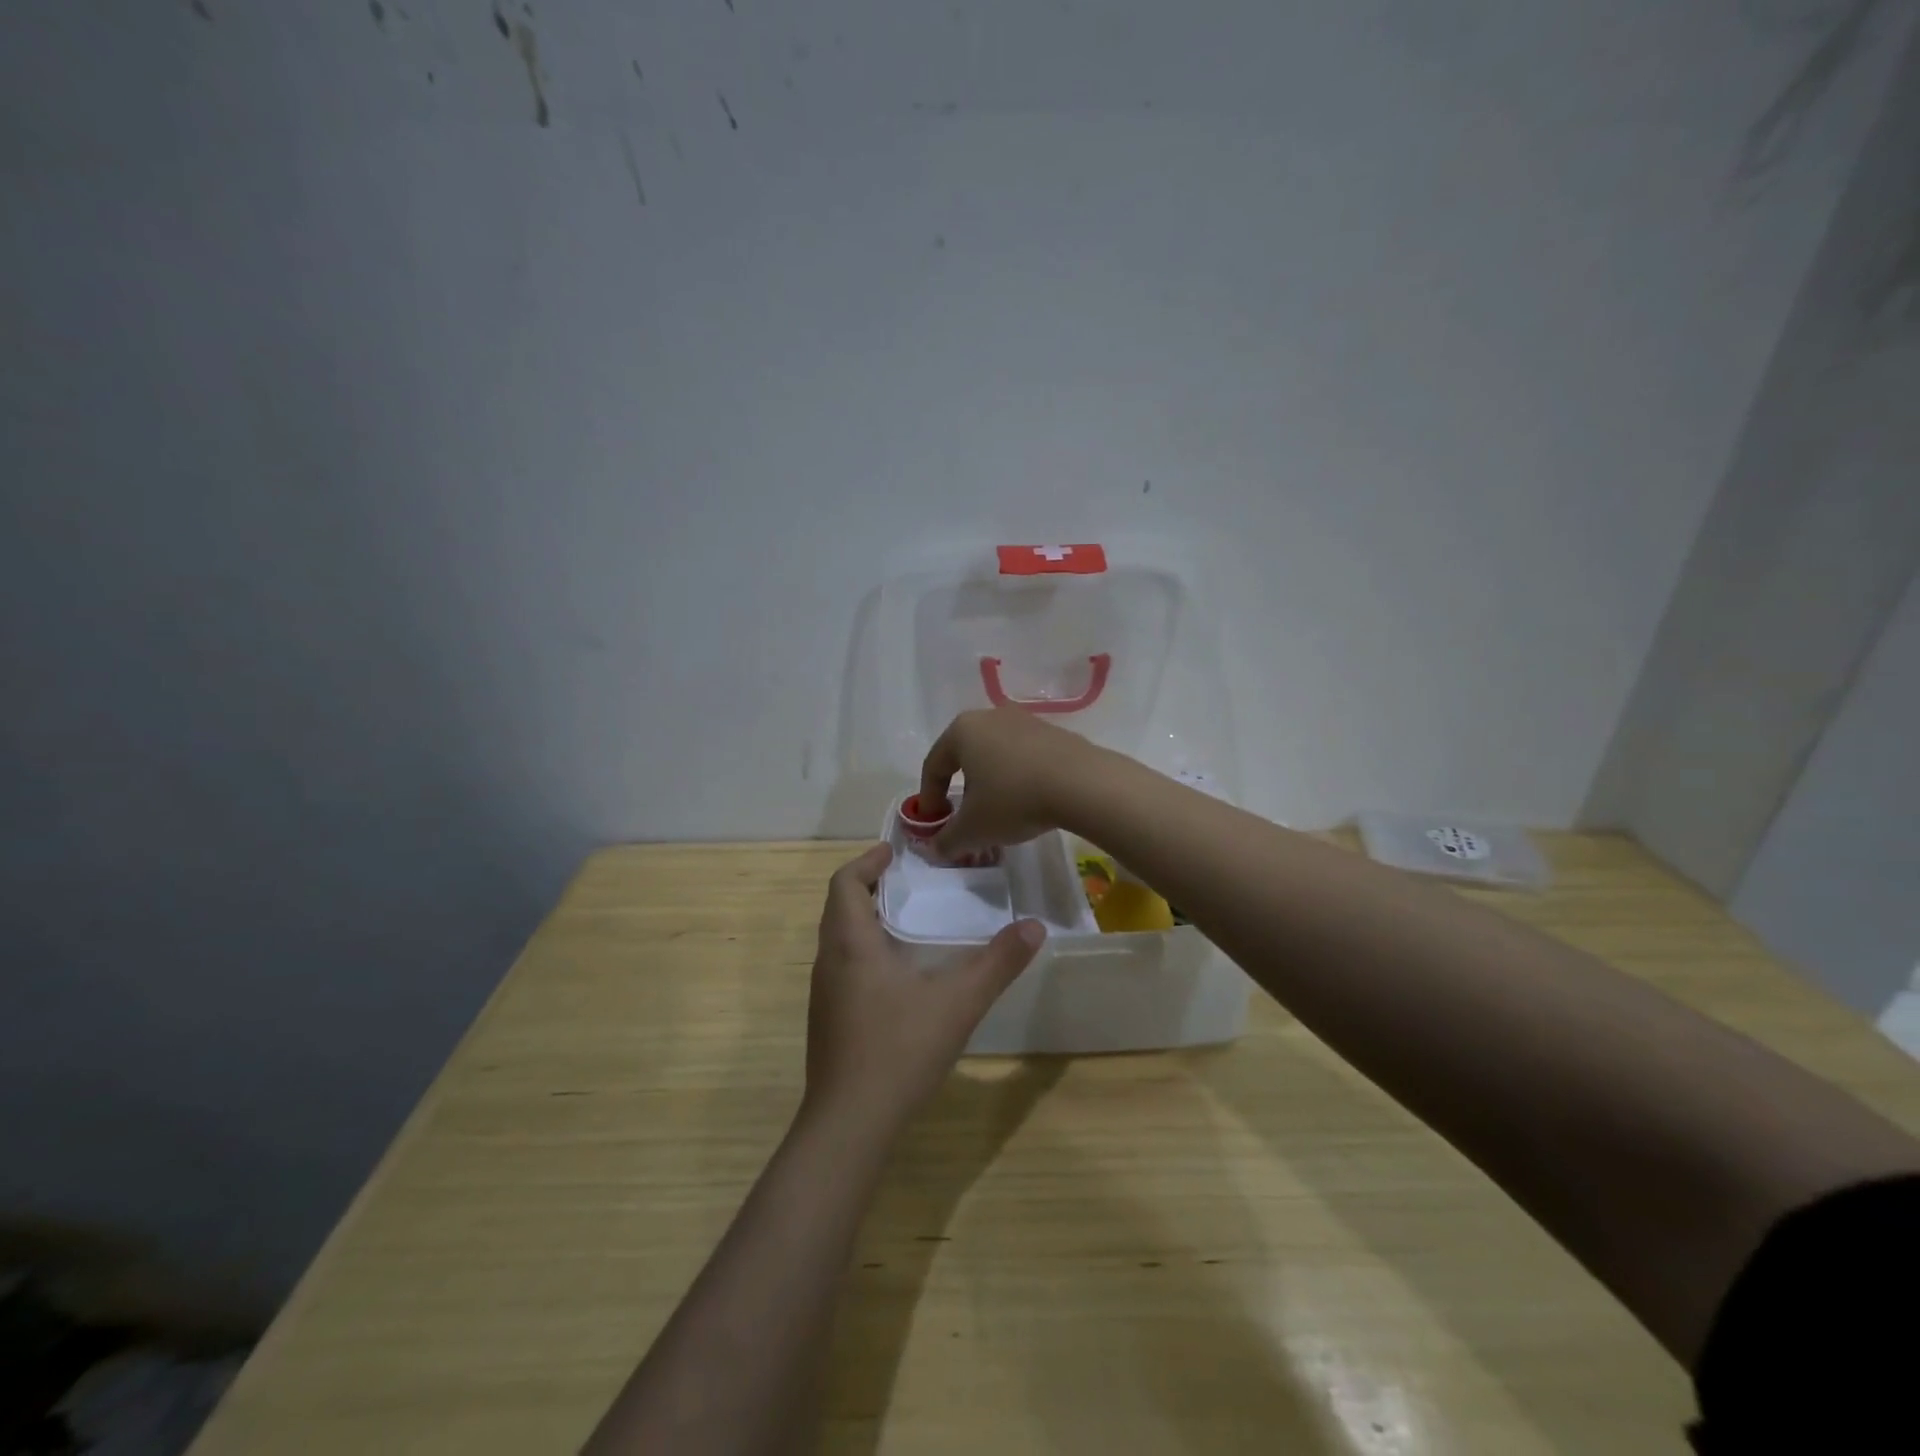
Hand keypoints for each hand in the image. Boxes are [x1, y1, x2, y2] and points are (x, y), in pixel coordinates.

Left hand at [804, 843, 1045, 1137]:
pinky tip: (897, 975)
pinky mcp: (828, 1022)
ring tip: (906, 920)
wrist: (849, 1125)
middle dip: (868, 886)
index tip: (892, 852)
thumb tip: (1035, 928)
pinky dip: (864, 951)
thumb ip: (998, 964)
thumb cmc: (899, 1050)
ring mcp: (824, 995)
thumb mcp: (958, 1003)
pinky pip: (842, 967)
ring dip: (865, 920)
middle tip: (907, 880)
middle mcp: (829, 962)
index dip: (866, 862)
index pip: (844, 883)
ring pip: (838, 940)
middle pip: (839, 907)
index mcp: (850, 944)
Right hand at [919, 707, 1100, 857]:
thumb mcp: (973, 829)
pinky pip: (1024, 758)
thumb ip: (947, 840)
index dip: (929, 799)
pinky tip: (1029, 803)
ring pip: (996, 757)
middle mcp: (990, 717)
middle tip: (965, 820)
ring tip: (1000, 815)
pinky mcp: (1054, 733)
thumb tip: (936, 849)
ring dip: (992, 785)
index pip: (934, 766)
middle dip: (962, 792)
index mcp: (962, 731)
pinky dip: (1018, 779)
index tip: (934, 825)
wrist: (1083, 784)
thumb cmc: (1014, 799)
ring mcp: (1025, 722)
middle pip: (965, 758)